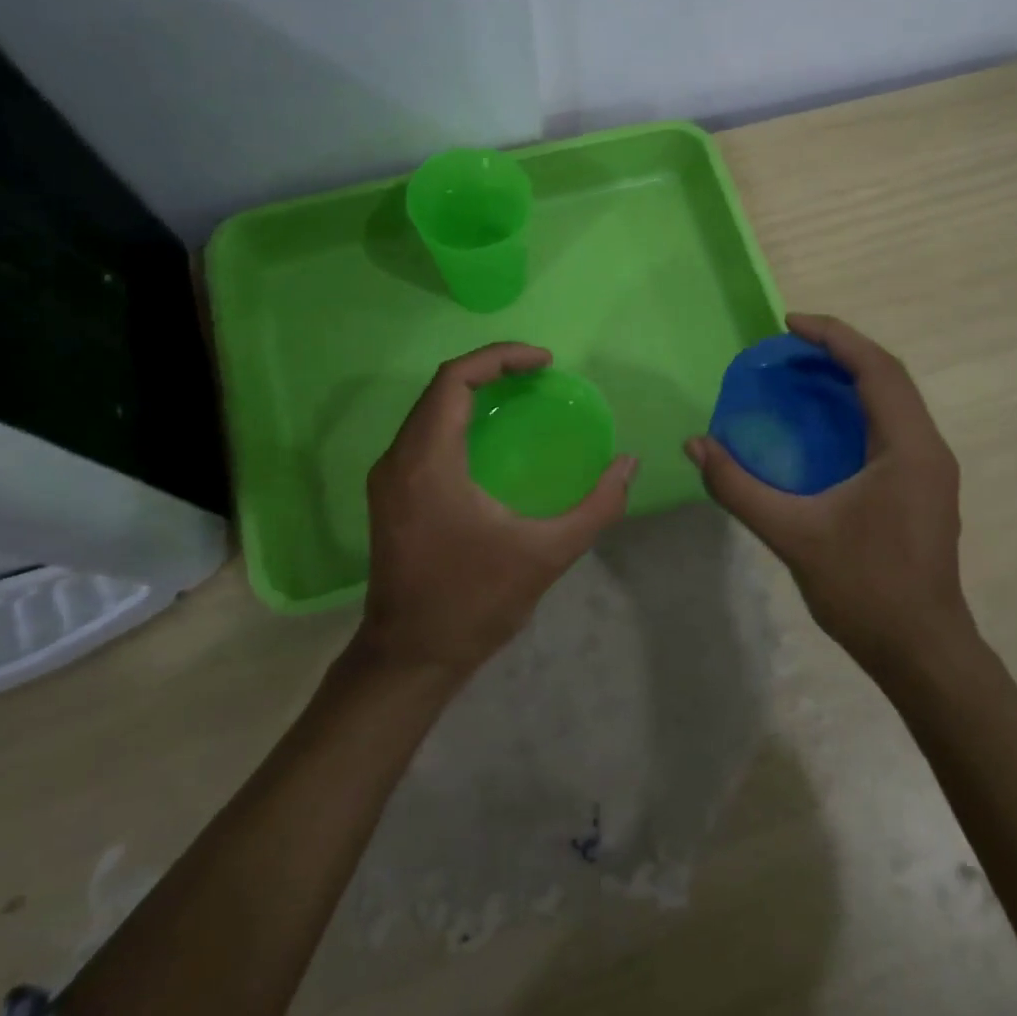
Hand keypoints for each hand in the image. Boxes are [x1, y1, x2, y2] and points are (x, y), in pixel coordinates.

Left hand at [359, 343, 637, 679]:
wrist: (410, 657)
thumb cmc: (475, 603)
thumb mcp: (547, 555)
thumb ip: (597, 507)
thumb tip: (628, 464)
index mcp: (428, 463)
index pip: (455, 380)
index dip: (500, 357)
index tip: (544, 362)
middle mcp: (398, 460)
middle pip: (440, 388)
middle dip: (491, 370)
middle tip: (540, 375)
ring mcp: (388, 478)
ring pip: (429, 411)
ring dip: (473, 393)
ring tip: (522, 396)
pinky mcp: (390, 495)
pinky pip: (424, 435)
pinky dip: (459, 420)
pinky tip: (494, 439)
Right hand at [686, 314, 969, 676]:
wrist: (922, 650)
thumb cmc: (865, 589)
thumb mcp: (793, 534)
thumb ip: (739, 487)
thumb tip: (696, 445)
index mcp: (908, 447)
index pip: (876, 369)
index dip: (833, 337)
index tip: (788, 324)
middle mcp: (928, 447)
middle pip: (889, 376)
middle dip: (840, 351)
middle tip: (789, 347)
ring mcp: (930, 469)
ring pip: (894, 401)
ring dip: (852, 378)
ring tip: (802, 374)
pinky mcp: (923, 487)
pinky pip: (892, 426)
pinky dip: (858, 408)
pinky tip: (823, 424)